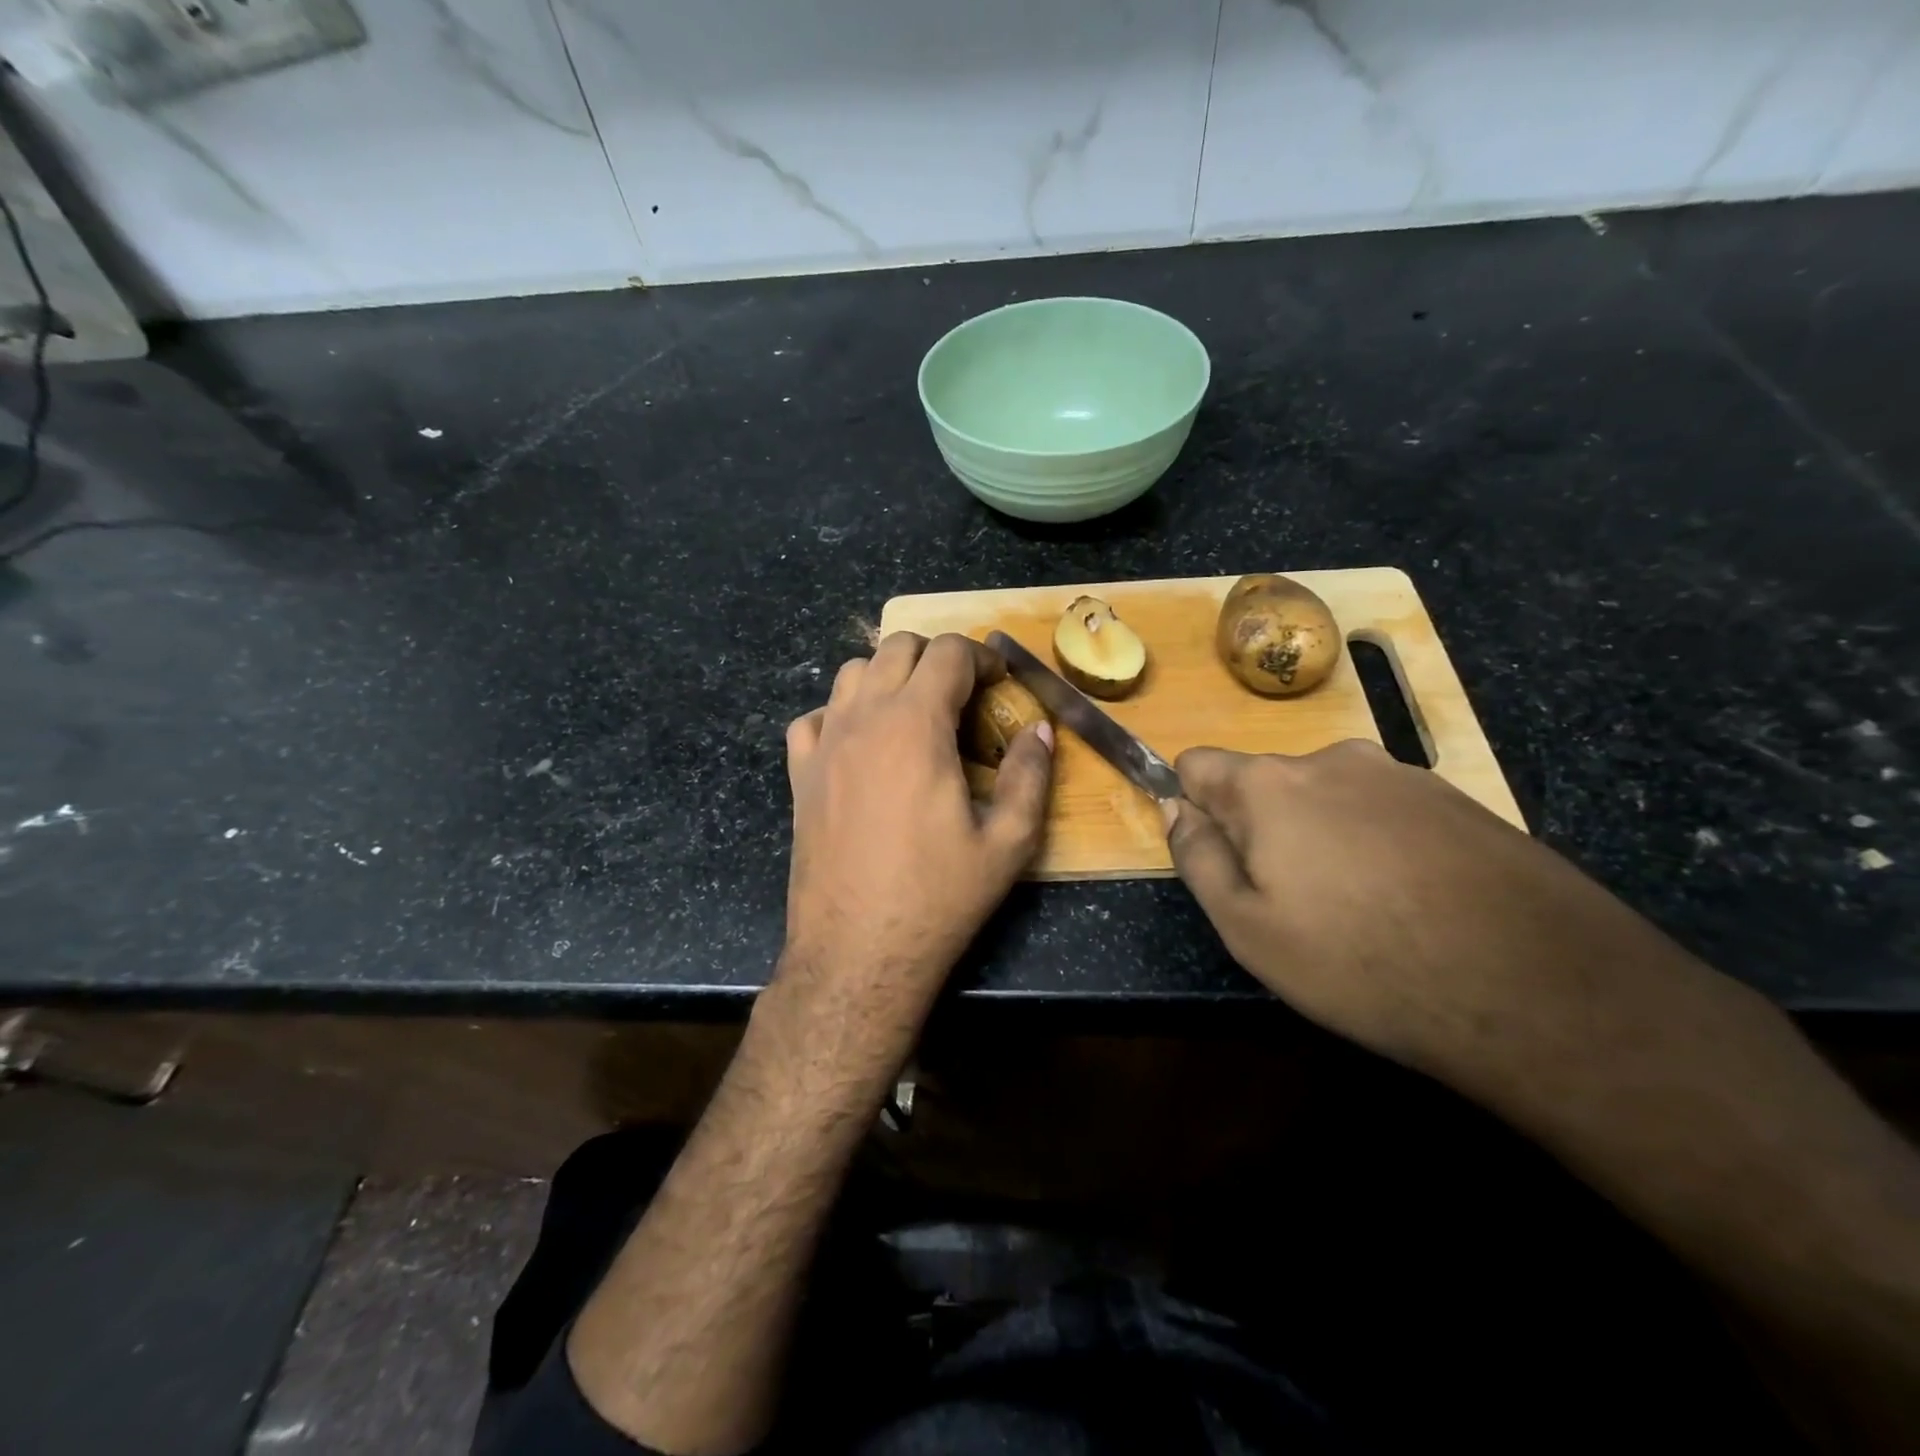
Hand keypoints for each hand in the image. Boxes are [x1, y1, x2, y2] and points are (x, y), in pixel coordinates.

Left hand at [778, 632, 1053, 1066]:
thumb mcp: (1007, 842)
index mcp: (916, 725)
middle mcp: (864, 720)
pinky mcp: (800, 775)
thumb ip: (1029, 776)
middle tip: (964, 695)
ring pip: (852, 672)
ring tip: (915, 713)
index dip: (982, 657)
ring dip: (889, 676)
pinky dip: (841, 713)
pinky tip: (861, 744)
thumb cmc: (938, 897)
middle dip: (937, 658)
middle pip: (897, 647)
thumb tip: (1039, 731)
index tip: (1000, 682)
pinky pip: (814, 717)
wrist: (858, 951)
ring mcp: (824, 745)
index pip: (948, 653)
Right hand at [1166, 739, 1706, 1090]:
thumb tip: (1176, 808)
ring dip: (1323, 836)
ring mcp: (1402, 774)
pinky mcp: (1458, 799)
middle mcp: (1331, 760)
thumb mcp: (1248, 928)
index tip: (1217, 857)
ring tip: (1362, 909)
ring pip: (1328, 797)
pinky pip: (1386, 811)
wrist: (1540, 989)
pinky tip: (1415, 902)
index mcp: (1269, 785)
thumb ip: (1196, 858)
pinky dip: (1379, 844)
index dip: (1192, 806)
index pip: (1198, 765)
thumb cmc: (1363, 962)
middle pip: (1265, 783)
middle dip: (1261, 828)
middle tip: (1293, 902)